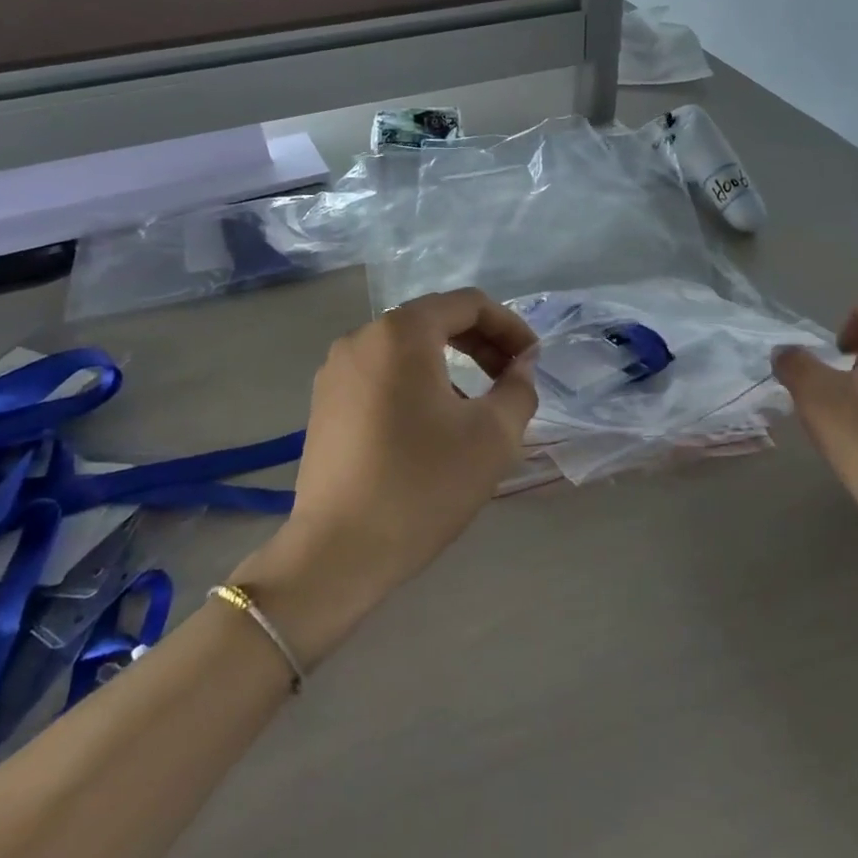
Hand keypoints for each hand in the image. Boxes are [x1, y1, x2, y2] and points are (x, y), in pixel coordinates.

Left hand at [232, 288, 537, 664]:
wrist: (338, 552)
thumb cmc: (423, 485)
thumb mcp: (493, 436)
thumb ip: (519, 387)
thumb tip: (522, 364)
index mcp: (402, 333)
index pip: (469, 304)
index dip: (510, 326)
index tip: (533, 362)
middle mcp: (362, 337)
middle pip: (435, 320)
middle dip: (481, 344)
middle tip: (511, 378)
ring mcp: (336, 370)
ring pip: (407, 349)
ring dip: (450, 365)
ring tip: (476, 407)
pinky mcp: (324, 402)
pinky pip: (382, 374)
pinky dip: (417, 383)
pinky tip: (432, 425)